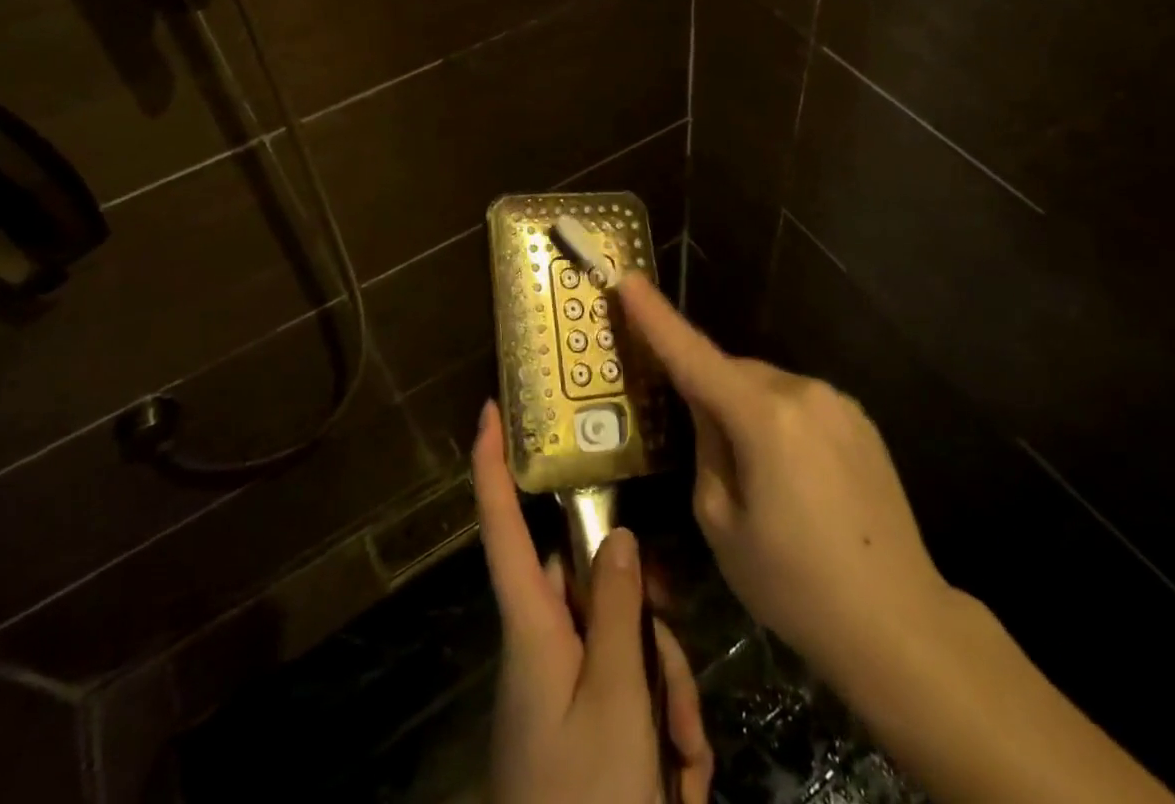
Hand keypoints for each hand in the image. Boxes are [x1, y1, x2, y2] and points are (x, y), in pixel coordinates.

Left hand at [473, 400, 713, 803]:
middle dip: (651, 630)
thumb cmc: (585, 797)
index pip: (503, 527)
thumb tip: (618, 535)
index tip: (489, 409)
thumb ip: (619, 611)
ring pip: (628, 642)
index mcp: (532, 627)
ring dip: (667, 694)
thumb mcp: (615, 703)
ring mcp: (566, 684)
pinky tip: (682, 779)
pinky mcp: (586, 720)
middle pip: (601, 591)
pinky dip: (664, 726)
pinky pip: (632, 689)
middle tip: (678, 699)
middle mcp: (545, 643)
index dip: (490, 466)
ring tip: (685, 763)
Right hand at [617, 272, 949, 686]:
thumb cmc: (795, 584)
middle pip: (733, 373)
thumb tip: (707, 410)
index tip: (628, 279)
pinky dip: (779, 421)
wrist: (900, 623)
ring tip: (756, 477)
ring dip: (746, 411)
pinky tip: (793, 477)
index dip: (656, 317)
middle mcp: (804, 392)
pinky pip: (799, 403)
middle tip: (701, 447)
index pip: (694, 356)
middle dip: (708, 392)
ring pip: (766, 387)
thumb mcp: (721, 523)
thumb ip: (705, 447)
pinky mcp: (860, 420)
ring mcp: (838, 403)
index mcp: (764, 418)